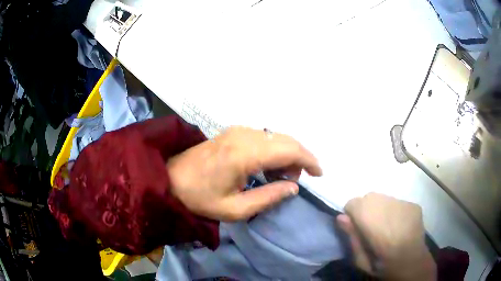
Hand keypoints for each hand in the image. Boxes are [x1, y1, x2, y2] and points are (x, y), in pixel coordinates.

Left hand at [167, 126, 321, 220]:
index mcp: (245, 154)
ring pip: (275, 136)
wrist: (170, 178)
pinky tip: (268, 166)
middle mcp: (244, 135)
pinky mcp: (232, 132)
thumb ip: (268, 197)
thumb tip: (294, 187)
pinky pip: (263, 136)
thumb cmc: (200, 198)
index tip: (319, 173)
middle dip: (299, 158)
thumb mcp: (235, 209)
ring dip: (286, 153)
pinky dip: (274, 149)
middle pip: (285, 139)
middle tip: (295, 180)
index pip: (289, 149)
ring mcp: (237, 130)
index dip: (309, 160)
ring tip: (281, 177)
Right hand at [337, 193, 435, 280]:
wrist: (414, 265)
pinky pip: (397, 202)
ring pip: (383, 197)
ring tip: (385, 226)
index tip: (355, 227)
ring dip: (379, 208)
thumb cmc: (384, 267)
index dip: (352, 213)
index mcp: (375, 225)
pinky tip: (398, 225)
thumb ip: (352, 238)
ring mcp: (404, 204)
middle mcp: (390, 208)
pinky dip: (393, 210)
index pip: (354, 203)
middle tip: (370, 228)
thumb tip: (341, 217)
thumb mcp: (362, 261)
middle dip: (365, 209)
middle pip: (369, 197)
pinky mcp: (413, 205)